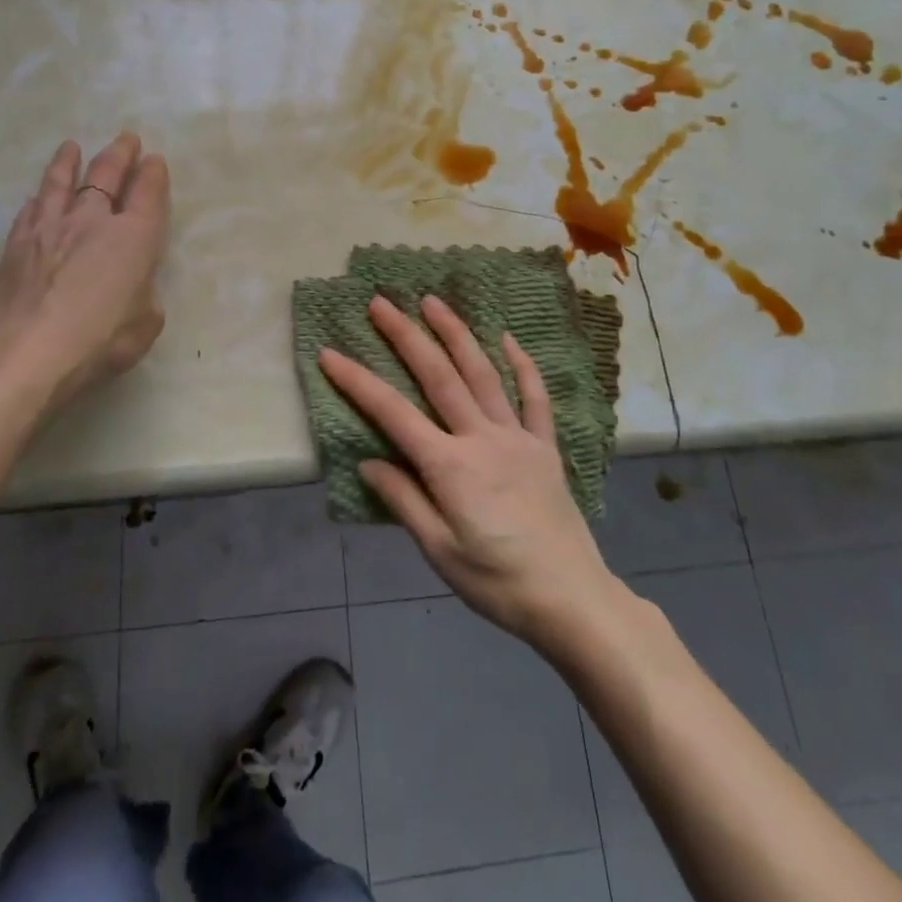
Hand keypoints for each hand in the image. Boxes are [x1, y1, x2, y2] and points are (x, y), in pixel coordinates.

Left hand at [0, 132, 169, 418]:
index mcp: (134, 237)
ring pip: (61, 183)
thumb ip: (144, 298)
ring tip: (72, 147)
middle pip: (106, 176)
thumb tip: (132, 289)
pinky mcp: (17, 245)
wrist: (29, 351)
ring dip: (69, 163)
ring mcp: (50, 228)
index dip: (153, 174)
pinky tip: (36, 197)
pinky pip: (30, 211)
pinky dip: (38, 199)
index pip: (148, 193)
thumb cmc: (101, 340)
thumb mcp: (146, 324)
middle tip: (126, 139)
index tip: (154, 160)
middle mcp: (93, 221)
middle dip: (119, 155)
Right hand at [318, 296, 618, 647]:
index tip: (330, 353)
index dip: (357, 381)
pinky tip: (507, 339)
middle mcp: (481, 438)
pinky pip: (534, 398)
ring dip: (456, 333)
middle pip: (438, 376)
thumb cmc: (497, 583)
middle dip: (406, 336)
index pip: (393, 413)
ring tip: (433, 301)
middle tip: (381, 302)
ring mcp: (517, 437)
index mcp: (450, 466)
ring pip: (482, 373)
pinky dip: (521, 365)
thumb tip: (368, 462)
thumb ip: (404, 500)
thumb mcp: (439, 551)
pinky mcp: (544, 447)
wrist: (571, 600)